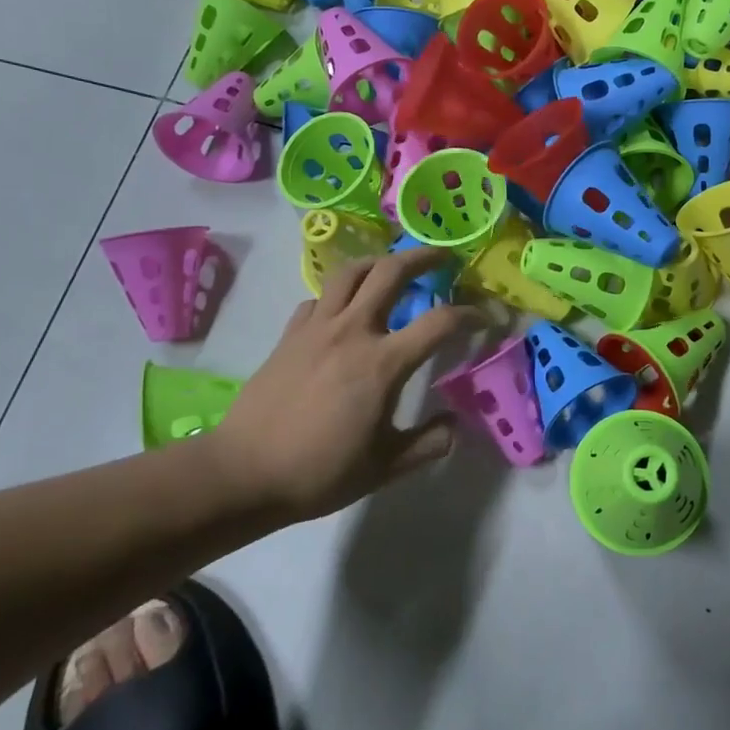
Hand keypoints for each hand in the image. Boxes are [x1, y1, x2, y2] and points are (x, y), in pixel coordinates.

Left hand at [210, 248, 478, 524]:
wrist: (243, 472)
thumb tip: (455, 425)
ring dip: (378, 263)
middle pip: (391, 272)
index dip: (470, 314)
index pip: (440, 322)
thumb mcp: (385, 467)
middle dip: (423, 257)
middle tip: (443, 258)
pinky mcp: (289, 335)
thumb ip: (428, 444)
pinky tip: (342, 311)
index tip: (485, 317)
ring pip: (350, 272)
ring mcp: (316, 328)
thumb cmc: (319, 472)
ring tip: (392, 268)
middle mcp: (352, 332)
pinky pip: (318, 299)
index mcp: (383, 363)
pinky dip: (338, 295)